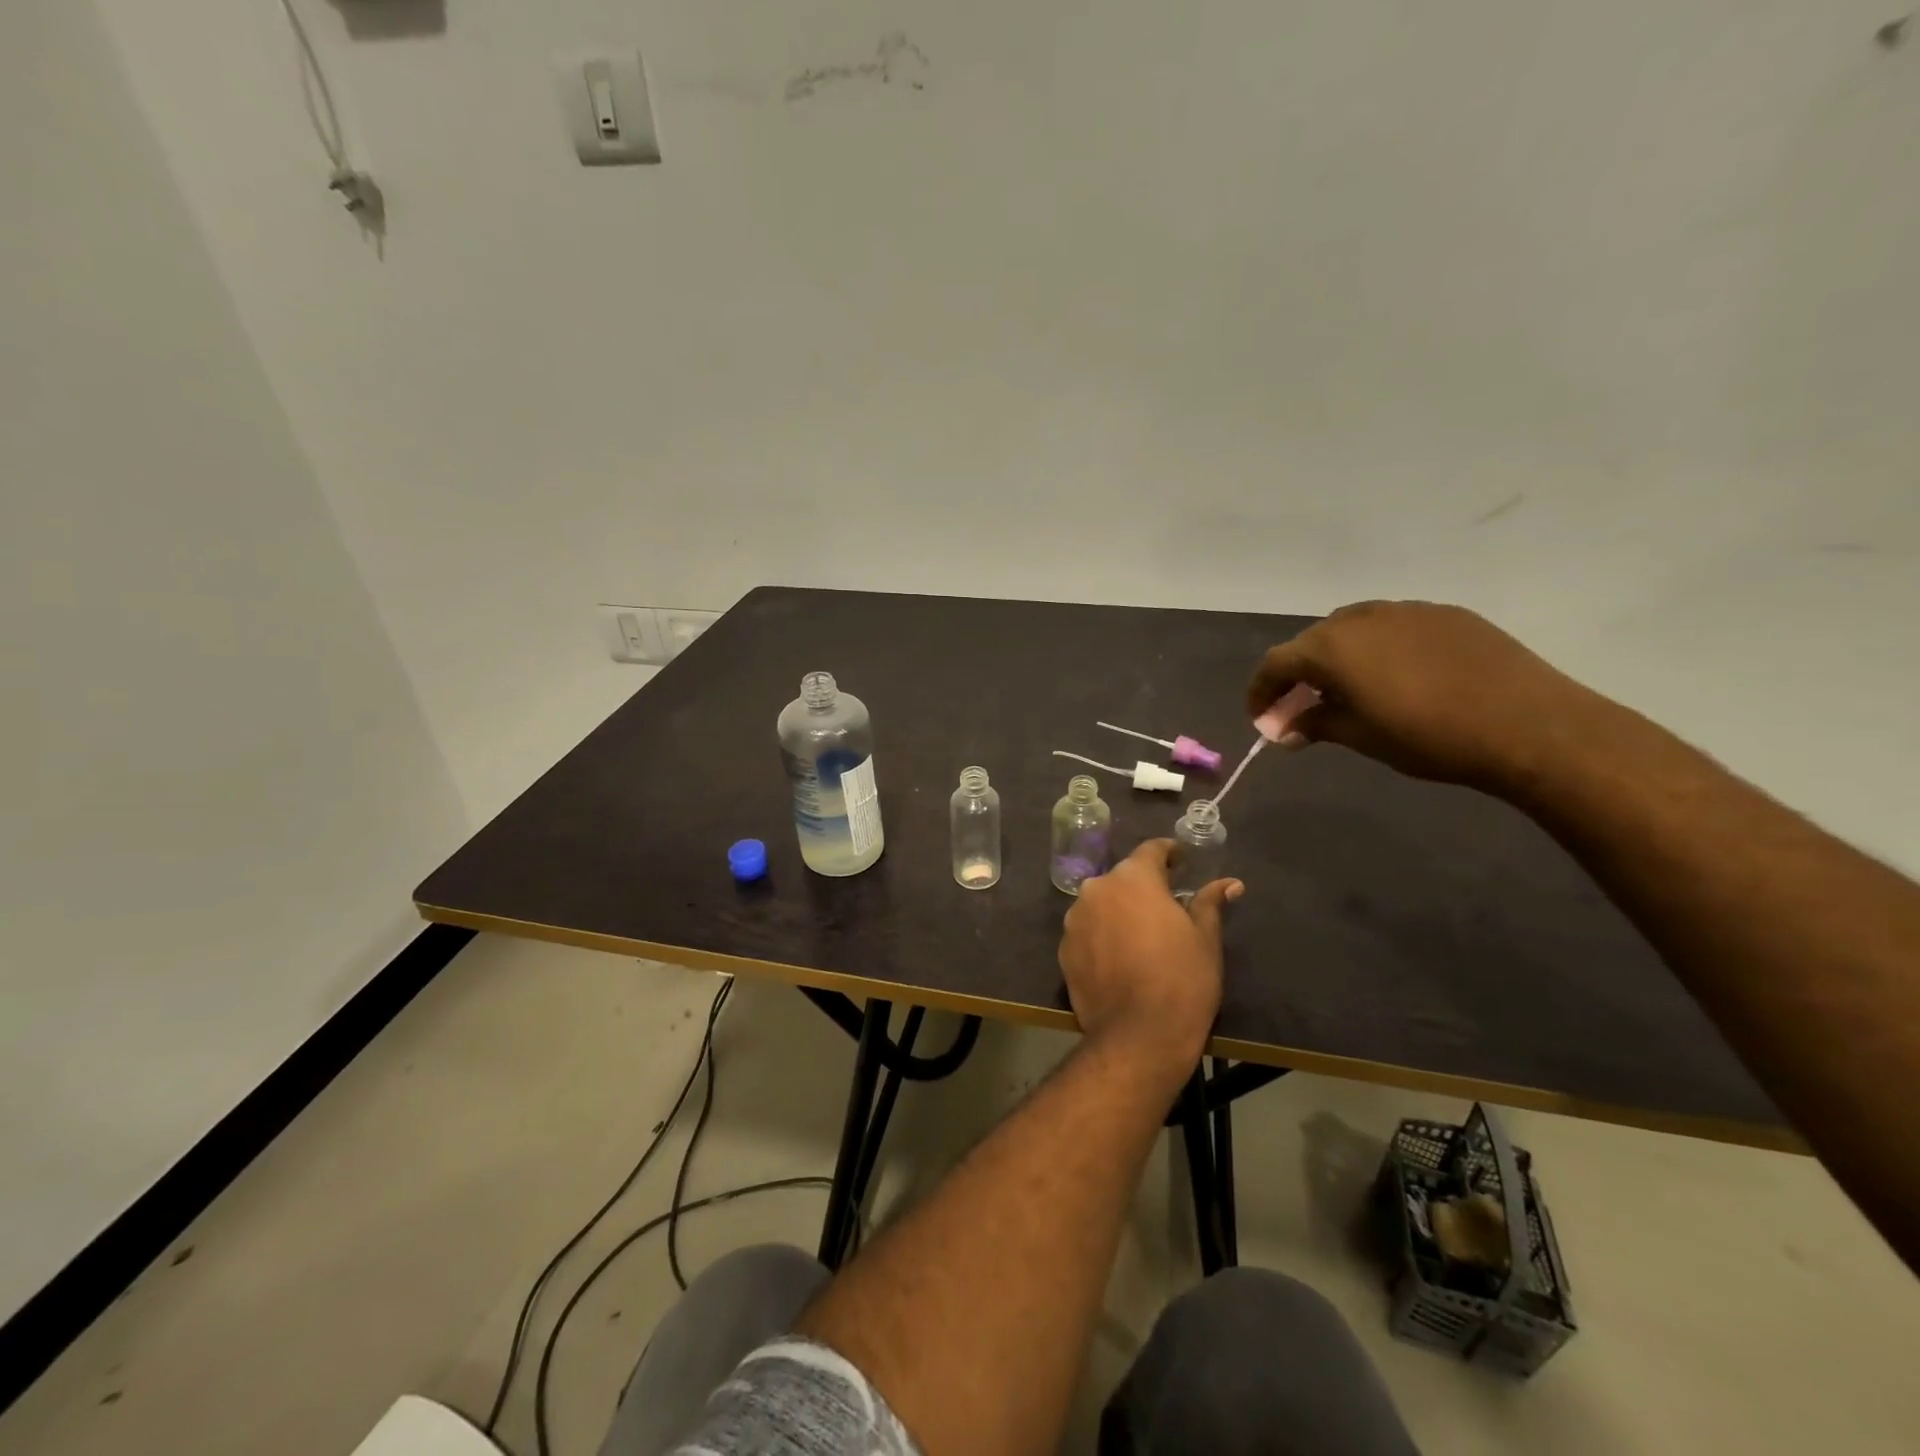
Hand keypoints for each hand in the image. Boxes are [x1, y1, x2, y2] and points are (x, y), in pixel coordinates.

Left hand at [1058, 840, 1241, 1094]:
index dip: (1169, 854)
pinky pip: (1088, 931)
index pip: (1151, 850)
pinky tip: (1121, 959)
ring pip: (1103, 904)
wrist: (1137, 1036)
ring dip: (1121, 911)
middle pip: (1124, 879)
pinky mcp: (1064, 950)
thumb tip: (1229, 883)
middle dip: (1144, 887)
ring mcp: (1074, 919)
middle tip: (1168, 906)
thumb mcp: (1205, 938)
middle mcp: (1097, 889)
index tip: (1182, 862)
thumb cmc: (1182, 980)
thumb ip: (1209, 903)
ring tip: (1143, 936)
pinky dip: (1103, 936)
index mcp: (1133, 878)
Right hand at [1246, 600, 1609, 792]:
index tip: (1262, 719)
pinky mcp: (1446, 615)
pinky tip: (1399, 679)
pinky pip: (1394, 628)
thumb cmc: (1429, 736)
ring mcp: (1407, 610)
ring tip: (1350, 692)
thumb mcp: (1359, 736)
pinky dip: (1379, 651)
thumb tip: (1284, 728)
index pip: (1276, 663)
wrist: (1529, 725)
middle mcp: (1361, 617)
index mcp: (1332, 646)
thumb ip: (1314, 723)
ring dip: (1339, 660)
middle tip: (1303, 709)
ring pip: (1354, 631)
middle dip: (1299, 675)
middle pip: (1312, 642)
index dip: (1261, 692)